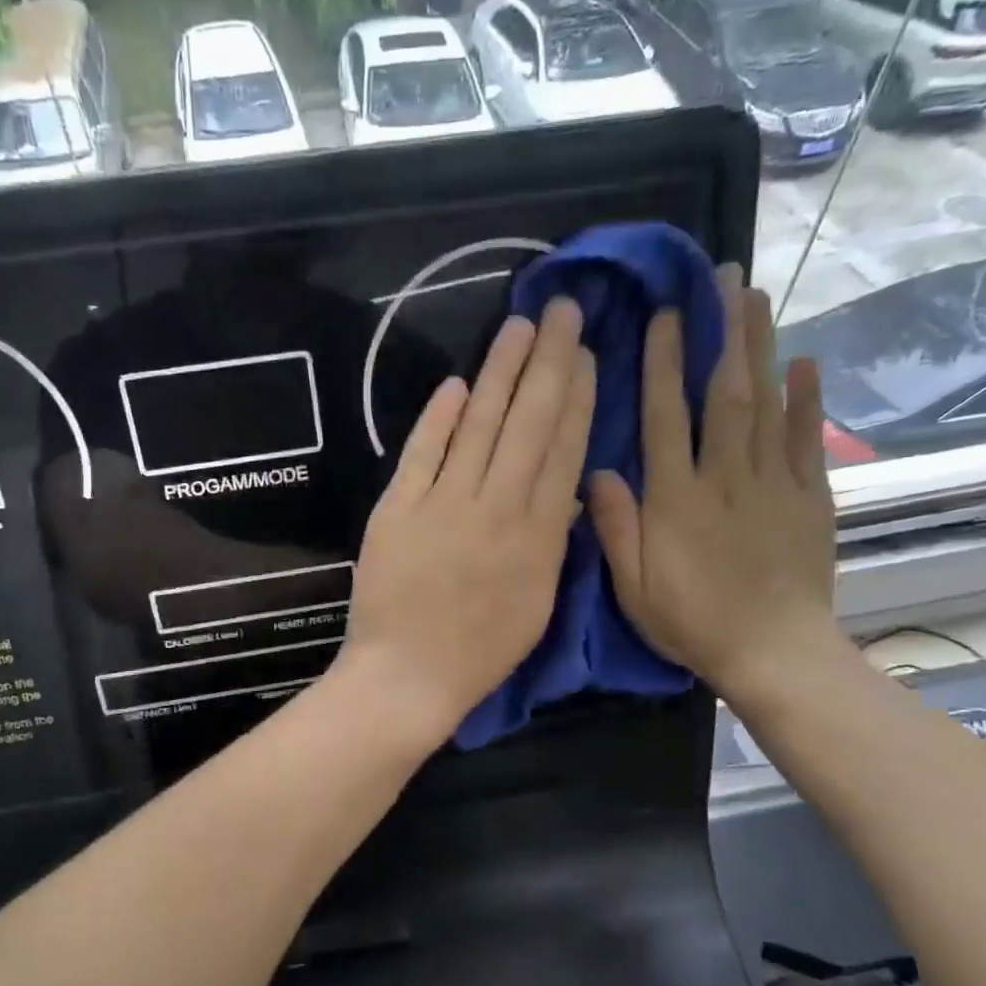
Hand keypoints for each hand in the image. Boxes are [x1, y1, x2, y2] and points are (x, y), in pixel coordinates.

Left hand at [336, 300, 595, 746]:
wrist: (409, 675)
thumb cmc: (481, 651)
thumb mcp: (537, 602)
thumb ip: (554, 541)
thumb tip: (565, 488)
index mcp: (539, 536)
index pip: (565, 451)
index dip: (578, 398)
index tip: (588, 355)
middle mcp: (497, 509)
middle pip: (529, 423)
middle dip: (549, 362)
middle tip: (563, 310)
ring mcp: (444, 505)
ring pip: (479, 426)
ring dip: (500, 372)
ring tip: (519, 327)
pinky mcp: (397, 509)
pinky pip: (422, 452)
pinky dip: (438, 417)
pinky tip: (456, 383)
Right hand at [588, 266, 839, 707]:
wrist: (773, 652)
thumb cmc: (692, 622)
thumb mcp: (633, 587)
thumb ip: (615, 527)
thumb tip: (597, 471)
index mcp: (676, 498)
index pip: (667, 417)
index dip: (663, 363)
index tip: (664, 315)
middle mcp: (726, 477)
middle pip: (725, 393)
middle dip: (722, 332)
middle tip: (724, 278)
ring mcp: (774, 483)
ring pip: (767, 403)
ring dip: (760, 347)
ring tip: (756, 297)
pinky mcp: (809, 497)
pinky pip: (808, 439)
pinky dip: (807, 399)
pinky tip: (804, 362)